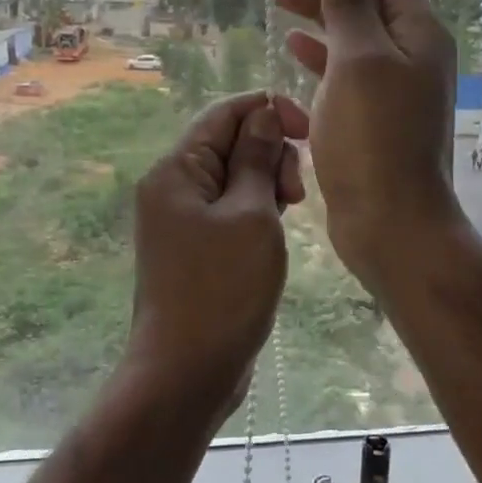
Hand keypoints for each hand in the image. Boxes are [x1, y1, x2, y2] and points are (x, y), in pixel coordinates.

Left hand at [125, 91, 308, 419]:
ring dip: (267, 184)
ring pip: (234, 177)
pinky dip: (257, 211)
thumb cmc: (222, 289)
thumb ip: (257, 159)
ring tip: (289, 213)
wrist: (186, 372)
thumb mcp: (251, 216)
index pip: (224, 113)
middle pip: (229, 143)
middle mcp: (173, 187)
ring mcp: (182, 220)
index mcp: (177, 170)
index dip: (268, 110)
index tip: (308, 131)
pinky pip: (230, 209)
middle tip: (295, 194)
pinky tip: (275, 231)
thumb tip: (264, 114)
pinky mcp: (196, 247)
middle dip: (270, 153)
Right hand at [273, 0, 466, 296]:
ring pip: (353, 30)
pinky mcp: (374, 113)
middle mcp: (411, 52)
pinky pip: (346, 66)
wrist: (392, 222)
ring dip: (318, 9)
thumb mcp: (360, 60)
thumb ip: (352, 2)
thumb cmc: (374, 138)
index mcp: (417, 32)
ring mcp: (393, 85)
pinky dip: (321, 50)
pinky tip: (295, 44)